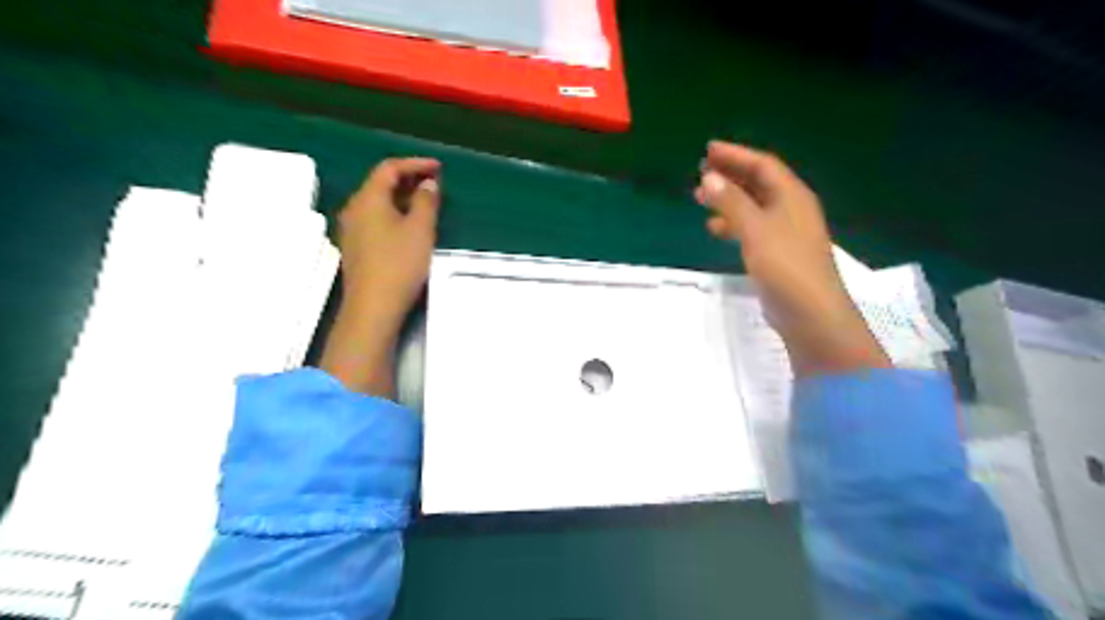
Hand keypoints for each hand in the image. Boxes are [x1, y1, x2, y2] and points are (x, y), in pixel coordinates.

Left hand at [339, 156, 443, 316]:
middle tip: (435, 182)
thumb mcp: (420, 230)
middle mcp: (354, 209)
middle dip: (409, 179)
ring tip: (426, 202)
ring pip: (378, 202)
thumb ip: (426, 201)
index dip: (415, 163)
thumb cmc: (399, 264)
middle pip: (380, 183)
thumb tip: (427, 183)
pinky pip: (375, 218)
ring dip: (402, 197)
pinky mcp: (356, 247)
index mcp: (368, 199)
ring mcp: (352, 229)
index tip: (439, 167)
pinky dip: (394, 213)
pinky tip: (409, 225)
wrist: (373, 307)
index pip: (389, 168)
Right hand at [698, 140, 885, 378]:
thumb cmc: (785, 265)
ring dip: (728, 199)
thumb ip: (732, 203)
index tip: (708, 150)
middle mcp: (791, 208)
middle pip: (758, 182)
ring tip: (701, 198)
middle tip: (700, 171)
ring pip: (753, 206)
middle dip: (730, 175)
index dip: (736, 154)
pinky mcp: (777, 253)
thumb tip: (710, 177)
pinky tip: (715, 229)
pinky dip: (733, 224)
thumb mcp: (755, 229)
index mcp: (792, 196)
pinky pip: (752, 228)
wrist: (810, 313)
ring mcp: (785, 232)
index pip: (763, 165)